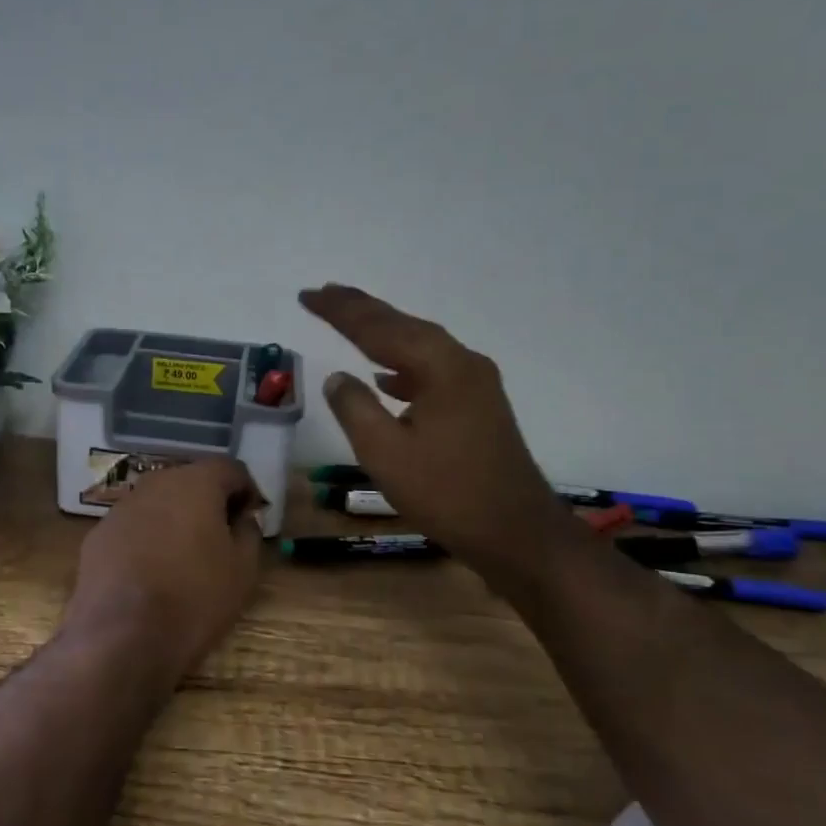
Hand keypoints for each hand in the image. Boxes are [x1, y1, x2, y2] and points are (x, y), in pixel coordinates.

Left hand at [65, 457, 264, 679]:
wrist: (120, 638)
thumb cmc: (194, 599)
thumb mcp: (242, 571)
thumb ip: (249, 532)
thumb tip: (243, 517)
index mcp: (195, 483)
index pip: (230, 469)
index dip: (247, 491)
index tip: (252, 519)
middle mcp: (155, 484)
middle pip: (191, 480)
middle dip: (210, 502)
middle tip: (222, 537)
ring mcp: (121, 508)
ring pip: (159, 503)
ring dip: (176, 519)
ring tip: (186, 557)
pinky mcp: (98, 535)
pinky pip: (134, 527)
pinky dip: (147, 539)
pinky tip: (152, 573)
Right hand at [300, 283, 567, 579]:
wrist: (517, 532)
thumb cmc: (447, 493)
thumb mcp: (385, 453)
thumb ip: (355, 408)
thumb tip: (337, 377)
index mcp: (440, 367)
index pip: (378, 329)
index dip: (340, 311)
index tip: (307, 295)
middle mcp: (461, 363)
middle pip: (403, 326)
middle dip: (361, 310)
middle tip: (324, 293)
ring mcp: (475, 383)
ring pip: (419, 345)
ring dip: (382, 333)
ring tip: (348, 321)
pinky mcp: (478, 405)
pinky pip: (432, 368)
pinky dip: (402, 364)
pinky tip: (385, 377)